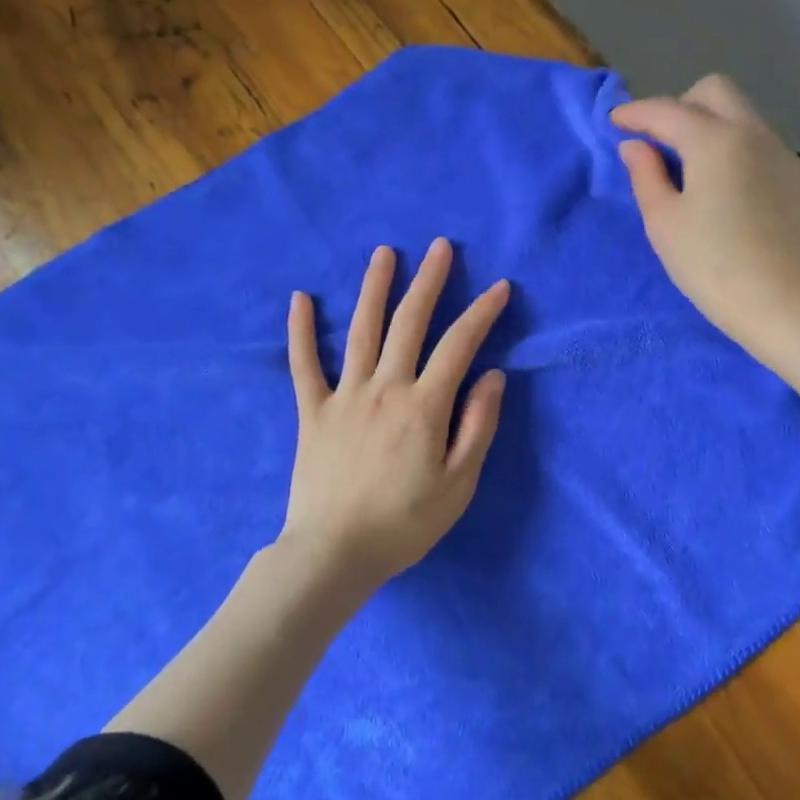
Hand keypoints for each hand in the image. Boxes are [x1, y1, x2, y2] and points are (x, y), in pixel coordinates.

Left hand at [283, 239, 509, 582]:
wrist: (335, 553)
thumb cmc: (405, 523)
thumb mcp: (459, 484)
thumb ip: (478, 426)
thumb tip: (494, 376)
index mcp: (424, 406)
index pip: (459, 346)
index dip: (481, 313)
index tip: (499, 287)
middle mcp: (385, 387)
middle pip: (410, 323)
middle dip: (428, 281)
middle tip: (440, 246)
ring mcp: (344, 395)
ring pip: (361, 330)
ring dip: (374, 288)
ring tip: (384, 253)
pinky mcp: (312, 411)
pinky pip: (304, 364)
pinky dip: (301, 330)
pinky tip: (300, 298)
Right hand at [611, 75, 799, 358]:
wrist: (783, 304)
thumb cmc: (712, 265)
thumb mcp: (664, 222)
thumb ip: (645, 175)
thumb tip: (636, 145)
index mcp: (715, 140)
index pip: (667, 110)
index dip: (635, 113)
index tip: (614, 123)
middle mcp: (752, 133)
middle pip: (713, 91)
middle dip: (679, 105)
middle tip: (658, 143)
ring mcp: (778, 153)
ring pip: (739, 113)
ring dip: (707, 123)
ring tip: (685, 166)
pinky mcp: (792, 177)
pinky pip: (755, 140)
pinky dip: (729, 144)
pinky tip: (718, 185)